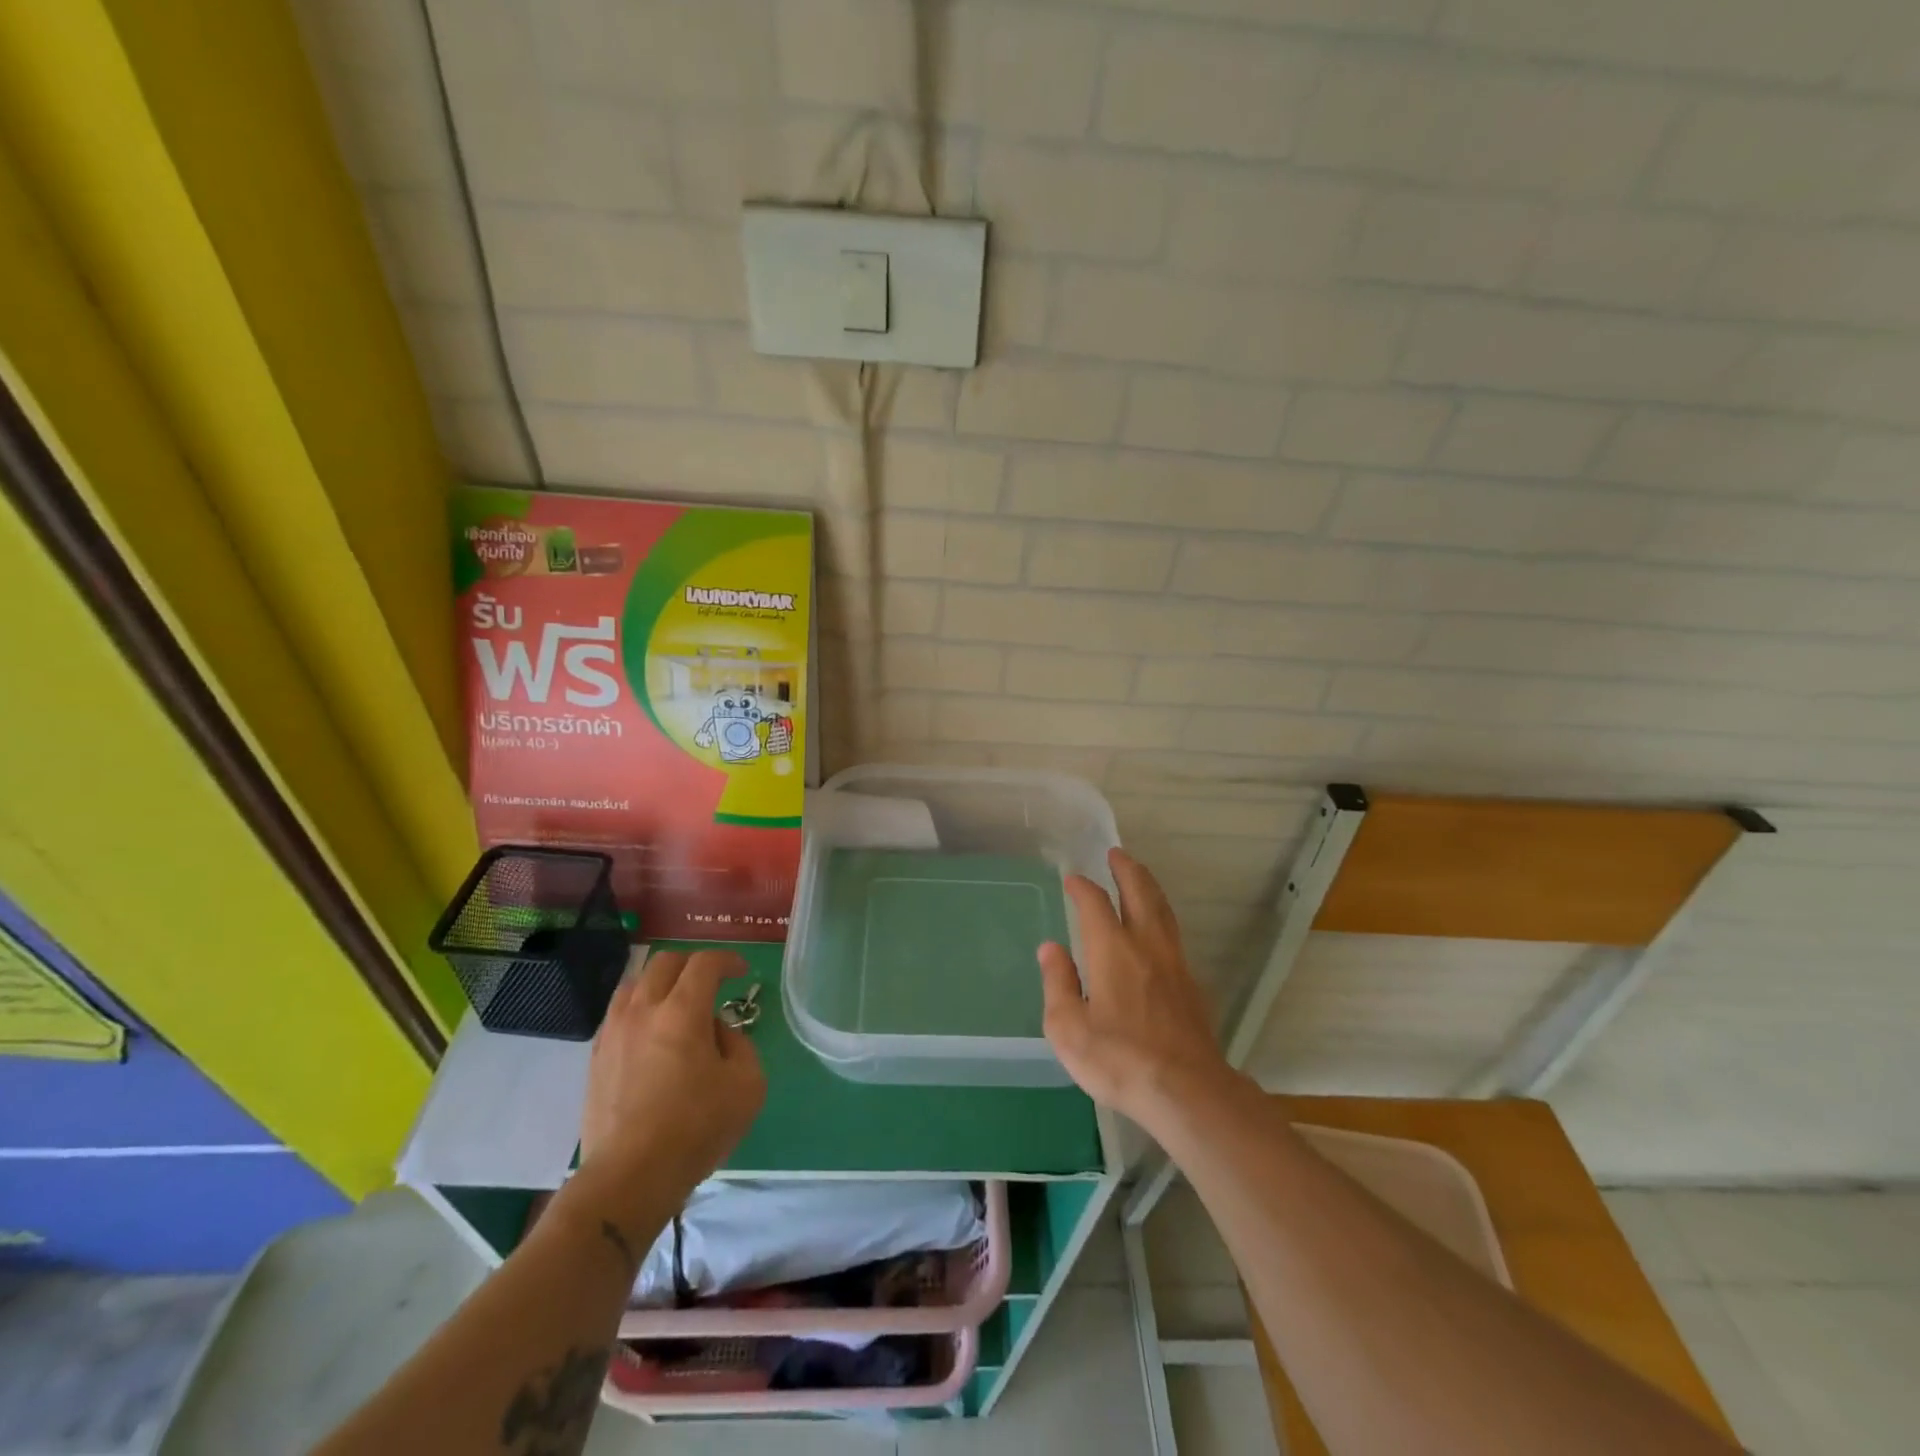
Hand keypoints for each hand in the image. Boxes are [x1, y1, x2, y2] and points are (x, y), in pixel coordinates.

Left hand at [576, 948, 766, 1209]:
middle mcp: (644, 1011)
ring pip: (634, 984)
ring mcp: (613, 1034)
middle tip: (710, 983)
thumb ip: (739, 1045)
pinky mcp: (595, 1059)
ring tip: (675, 1004)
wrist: (630, 1177)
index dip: (727, 960)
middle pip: (665, 963)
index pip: (705, 963)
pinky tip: (650, 1034)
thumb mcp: (747, 1085)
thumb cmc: (696, 1128)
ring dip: (660, 983)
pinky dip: (638, 1010)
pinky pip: (617, 1015)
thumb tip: (717, 1033)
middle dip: (692, 965)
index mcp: (683, 1011)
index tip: (740, 973)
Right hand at [1038, 848, 1234, 1128]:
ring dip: (1148, 887)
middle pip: (1140, 894)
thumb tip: (1051, 948)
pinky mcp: (1191, 985)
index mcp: (1112, 950)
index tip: (1073, 878)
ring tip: (1139, 877)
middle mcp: (1146, 946)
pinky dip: (1162, 915)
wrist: (1187, 1091)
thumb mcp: (1068, 1028)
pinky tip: (1158, 927)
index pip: (1095, 904)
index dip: (1082, 887)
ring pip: (1162, 911)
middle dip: (1127, 870)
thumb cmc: (1119, 1059)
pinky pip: (1174, 933)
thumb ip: (1058, 983)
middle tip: (1117, 854)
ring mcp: (1174, 963)